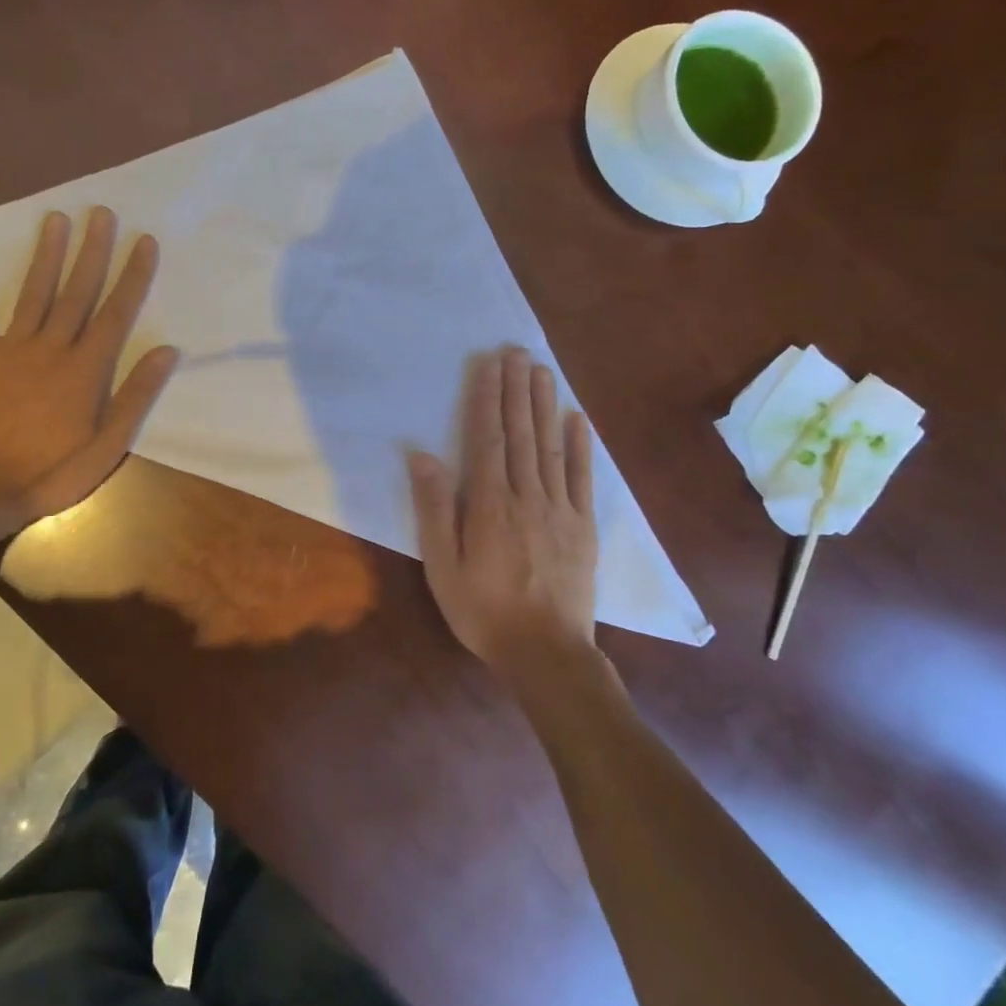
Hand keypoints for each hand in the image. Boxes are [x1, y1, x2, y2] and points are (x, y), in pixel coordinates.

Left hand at [0, 207, 178, 522]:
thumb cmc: (53, 470)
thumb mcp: (109, 444)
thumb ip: (136, 395)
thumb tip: (166, 350)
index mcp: (86, 368)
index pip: (116, 312)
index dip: (133, 275)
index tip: (144, 241)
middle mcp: (52, 347)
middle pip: (77, 291)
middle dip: (92, 250)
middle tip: (101, 211)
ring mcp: (12, 348)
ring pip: (34, 292)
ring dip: (46, 253)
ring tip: (56, 217)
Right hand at [408, 346, 597, 670]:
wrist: (547, 654)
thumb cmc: (483, 611)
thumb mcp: (442, 567)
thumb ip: (433, 510)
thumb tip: (421, 456)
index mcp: (488, 504)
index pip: (486, 438)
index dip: (486, 398)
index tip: (488, 363)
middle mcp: (526, 496)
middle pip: (520, 433)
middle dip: (516, 389)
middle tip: (516, 351)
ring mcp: (560, 509)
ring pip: (549, 446)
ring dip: (544, 405)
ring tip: (541, 370)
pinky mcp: (584, 527)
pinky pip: (582, 478)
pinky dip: (580, 446)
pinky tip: (577, 419)